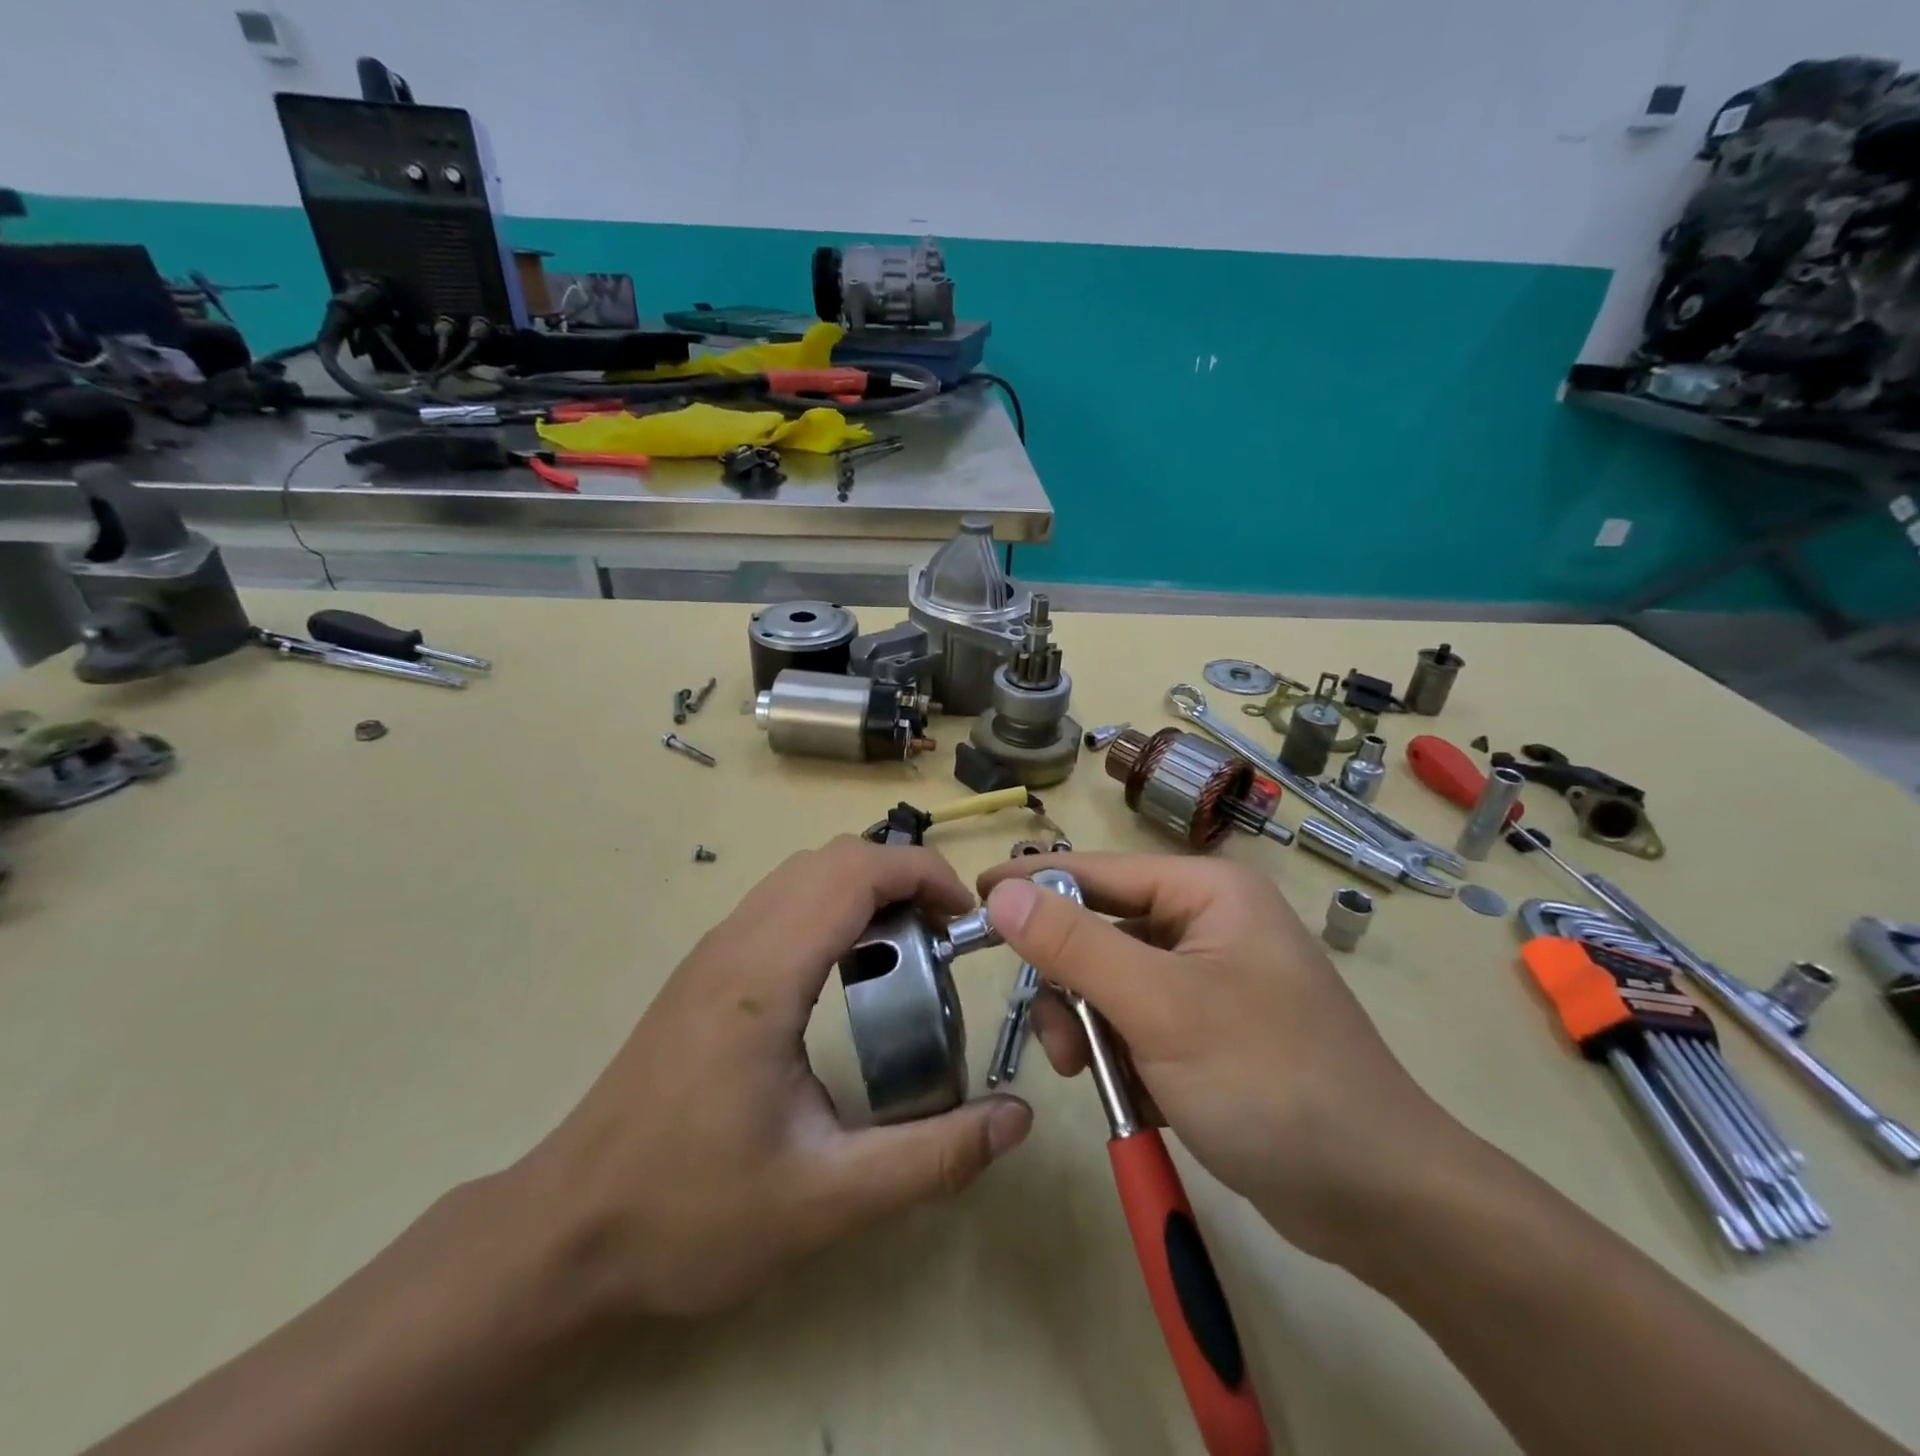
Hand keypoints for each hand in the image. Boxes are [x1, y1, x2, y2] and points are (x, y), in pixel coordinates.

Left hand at [514, 837, 1031, 1320]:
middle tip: (945, 936)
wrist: (566, 1233)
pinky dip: (831, 906)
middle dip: (901, 876)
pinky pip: (780, 902)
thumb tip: (1017, 1120)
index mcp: (764, 977)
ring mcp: (713, 952)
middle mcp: (735, 943)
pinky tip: (848, 972)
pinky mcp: (703, 971)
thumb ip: (932, 1159)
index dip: (922, 874)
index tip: (966, 919)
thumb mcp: (826, 1199)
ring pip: (802, 874)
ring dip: (865, 888)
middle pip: (831, 858)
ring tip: (907, 949)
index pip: (854, 873)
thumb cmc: (690, 1214)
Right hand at [978, 853, 1461, 1265]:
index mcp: (1207, 892)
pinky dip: (1122, 1055)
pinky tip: (1135, 1096)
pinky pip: (1137, 1022)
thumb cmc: (1270, 1081)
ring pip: (1112, 984)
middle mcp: (1208, 923)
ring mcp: (1210, 979)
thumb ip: (1075, 946)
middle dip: (1070, 985)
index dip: (1033, 882)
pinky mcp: (1210, 1030)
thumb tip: (1002, 893)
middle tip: (1058, 1038)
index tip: (972, 896)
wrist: (1378, 1200)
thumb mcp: (1159, 1006)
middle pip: (1101, 931)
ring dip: (1091, 1028)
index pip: (1096, 871)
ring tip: (1096, 1077)